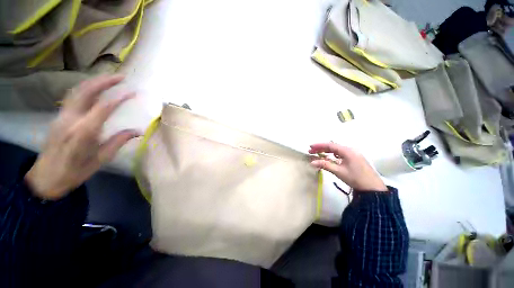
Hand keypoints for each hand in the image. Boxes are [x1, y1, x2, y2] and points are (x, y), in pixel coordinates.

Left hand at [25, 74, 140, 199]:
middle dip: (107, 80)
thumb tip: (136, 131)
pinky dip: (86, 86)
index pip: (104, 107)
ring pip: (81, 88)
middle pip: (90, 89)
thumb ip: (115, 144)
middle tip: (122, 77)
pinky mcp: (59, 113)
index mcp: (82, 134)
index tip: (133, 92)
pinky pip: (74, 94)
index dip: (120, 97)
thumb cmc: (72, 174)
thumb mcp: (95, 164)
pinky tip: (91, 88)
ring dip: (96, 80)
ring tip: (109, 78)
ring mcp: (63, 113)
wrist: (46, 176)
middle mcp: (72, 118)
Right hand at [309, 143, 386, 191]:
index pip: (330, 145)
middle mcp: (350, 149)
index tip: (309, 147)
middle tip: (311, 152)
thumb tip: (312, 162)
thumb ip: (326, 165)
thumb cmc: (355, 178)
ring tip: (319, 155)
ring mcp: (354, 153)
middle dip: (322, 149)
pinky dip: (335, 156)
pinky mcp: (356, 158)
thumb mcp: (339, 172)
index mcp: (347, 150)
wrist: (371, 185)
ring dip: (329, 152)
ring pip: (339, 150)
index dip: (319, 145)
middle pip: (334, 146)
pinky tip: (332, 159)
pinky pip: (343, 154)